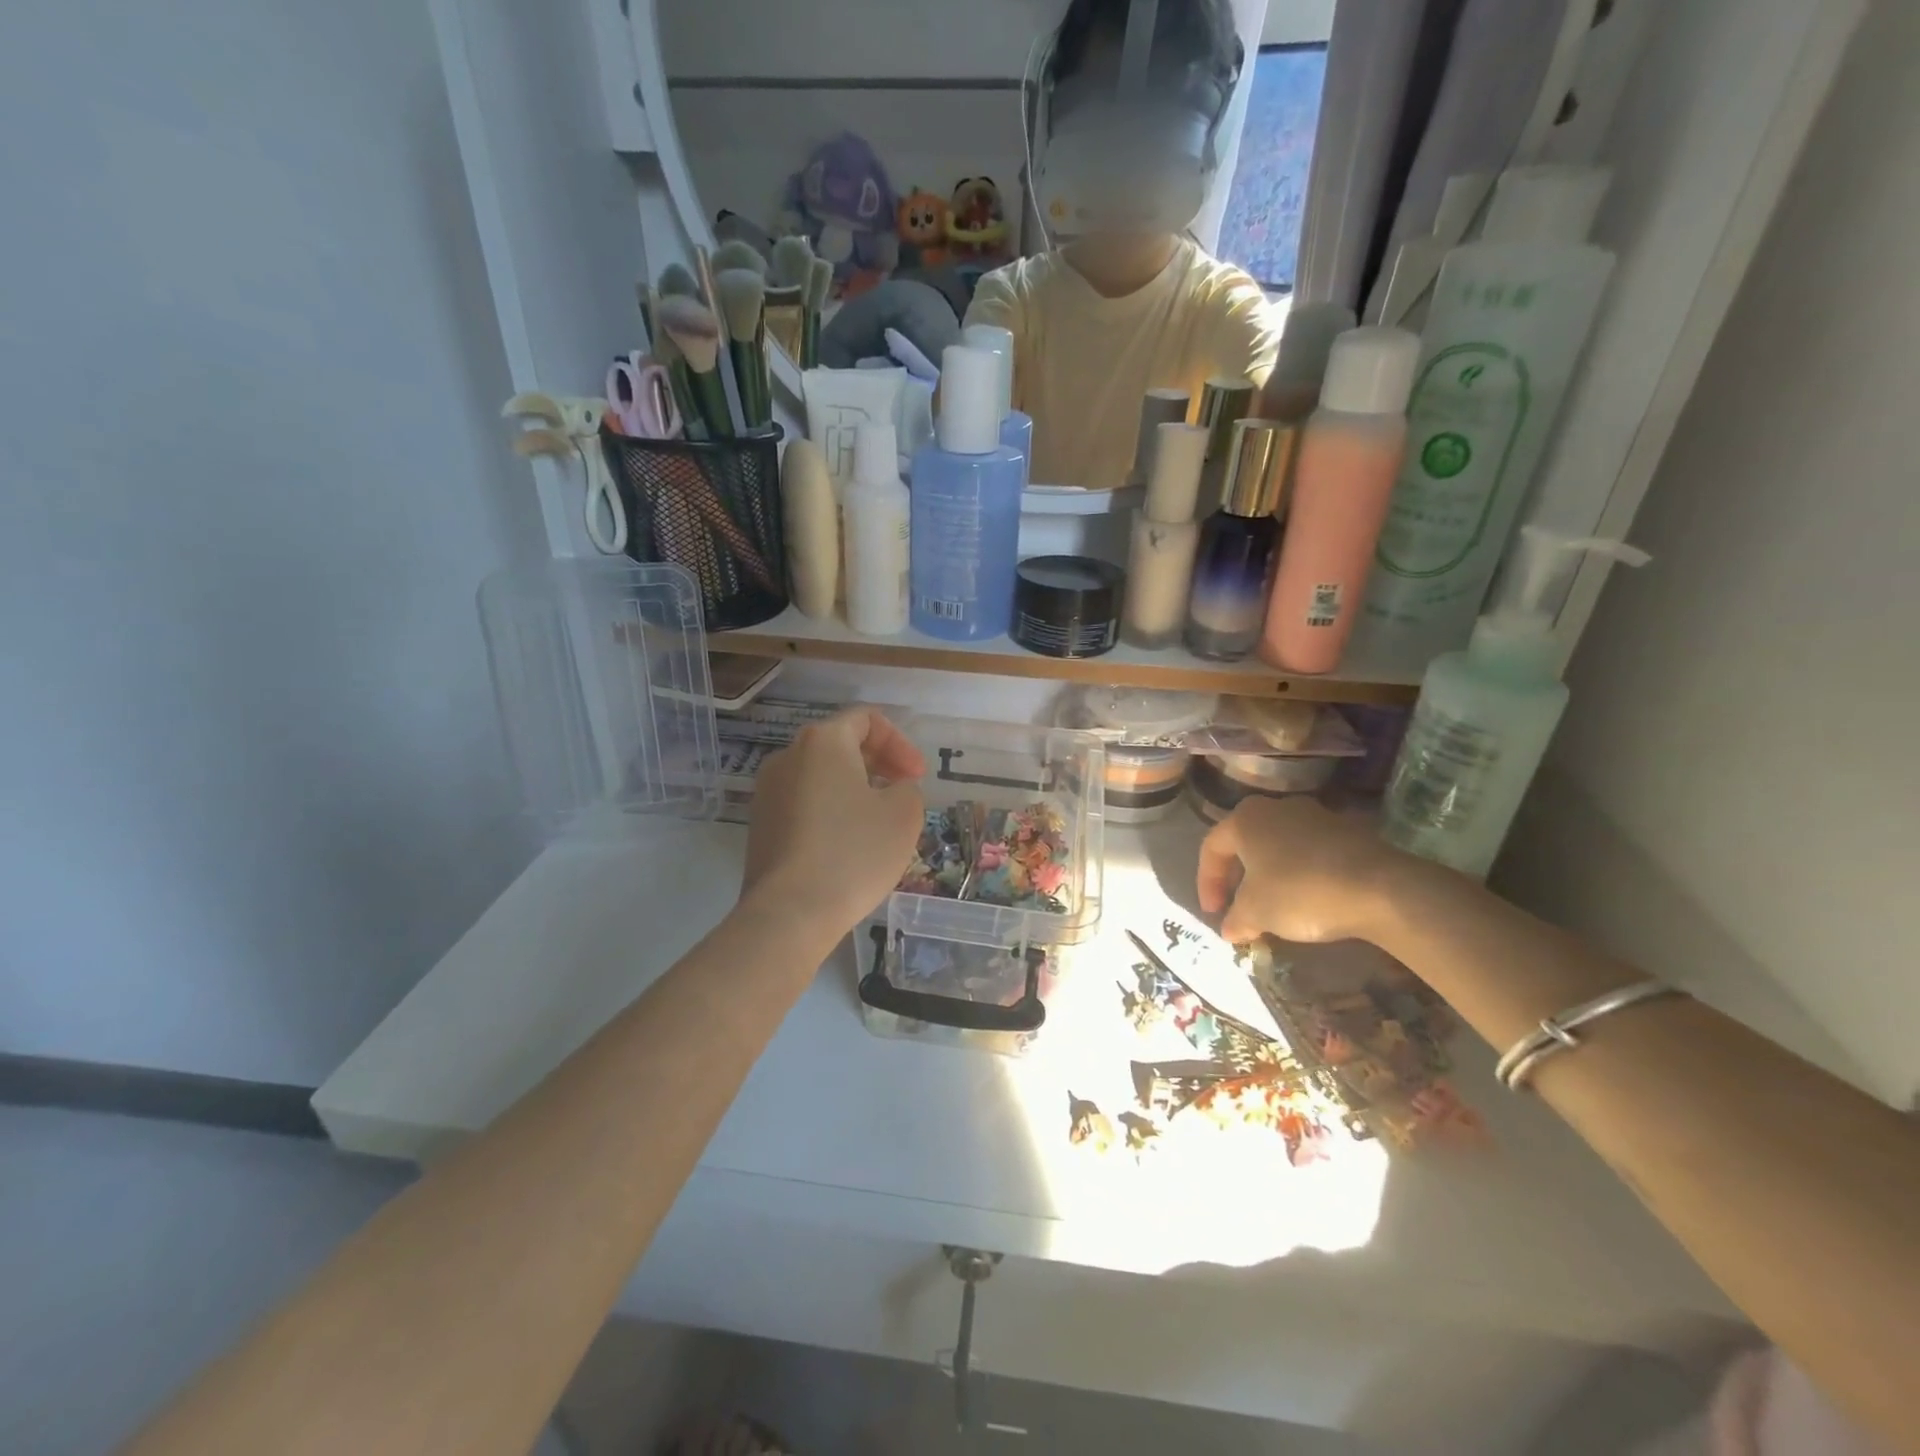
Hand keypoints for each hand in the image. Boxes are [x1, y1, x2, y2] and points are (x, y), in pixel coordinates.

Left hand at [743, 708, 925, 932]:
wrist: (790, 913)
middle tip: (902, 795)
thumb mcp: (904, 815)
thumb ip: (907, 788)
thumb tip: (891, 790)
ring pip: (821, 776)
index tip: (917, 778)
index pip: (866, 719)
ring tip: (877, 823)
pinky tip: (847, 845)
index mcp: (823, 741)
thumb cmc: (854, 853)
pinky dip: (830, 811)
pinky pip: (804, 803)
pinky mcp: (760, 825)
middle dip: (878, 764)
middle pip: (840, 744)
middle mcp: (788, 756)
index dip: (900, 744)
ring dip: (854, 789)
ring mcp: (767, 791)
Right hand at [1196, 797, 1410, 944]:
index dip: (1206, 882)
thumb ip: (1236, 919)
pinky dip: (1300, 873)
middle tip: (1239, 907)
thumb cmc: (1300, 892)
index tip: (1214, 913)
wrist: (1380, 887)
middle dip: (1238, 877)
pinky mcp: (1346, 830)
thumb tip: (1230, 929)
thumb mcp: (1256, 912)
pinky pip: (1309, 851)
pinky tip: (1309, 899)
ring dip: (1269, 875)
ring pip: (1278, 845)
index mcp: (1244, 819)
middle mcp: (1275, 807)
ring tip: (1275, 907)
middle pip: (1245, 842)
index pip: (1211, 848)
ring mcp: (1314, 815)